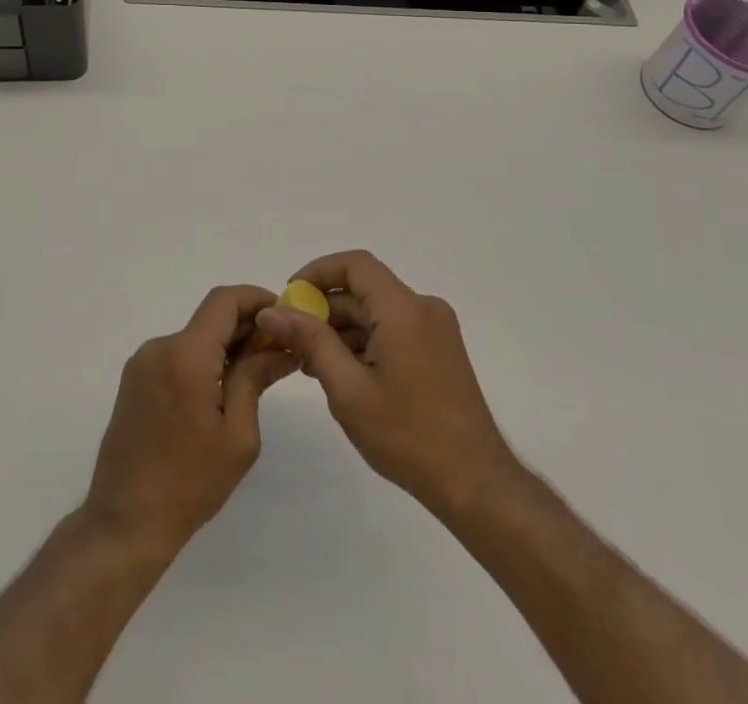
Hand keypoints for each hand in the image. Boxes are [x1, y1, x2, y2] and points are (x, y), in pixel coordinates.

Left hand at [82, 285, 298, 563]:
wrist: (125, 523)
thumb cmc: (189, 484)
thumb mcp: (238, 436)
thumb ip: (255, 379)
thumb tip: (281, 348)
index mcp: (186, 355)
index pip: (224, 300)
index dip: (257, 298)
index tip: (284, 315)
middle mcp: (160, 347)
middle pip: (210, 318)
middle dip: (247, 327)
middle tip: (279, 351)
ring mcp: (143, 362)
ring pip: (194, 337)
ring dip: (225, 346)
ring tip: (255, 375)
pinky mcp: (135, 380)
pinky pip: (177, 355)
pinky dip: (203, 361)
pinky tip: (221, 391)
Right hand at [254, 251, 518, 517]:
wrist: (475, 484)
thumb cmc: (408, 436)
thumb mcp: (348, 390)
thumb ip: (310, 342)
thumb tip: (272, 313)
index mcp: (403, 309)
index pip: (354, 264)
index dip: (317, 272)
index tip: (289, 299)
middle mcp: (423, 307)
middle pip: (364, 289)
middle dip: (324, 309)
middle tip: (291, 340)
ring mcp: (435, 328)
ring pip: (377, 311)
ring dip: (342, 329)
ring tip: (311, 364)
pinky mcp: (439, 349)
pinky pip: (393, 328)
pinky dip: (365, 341)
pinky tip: (343, 373)